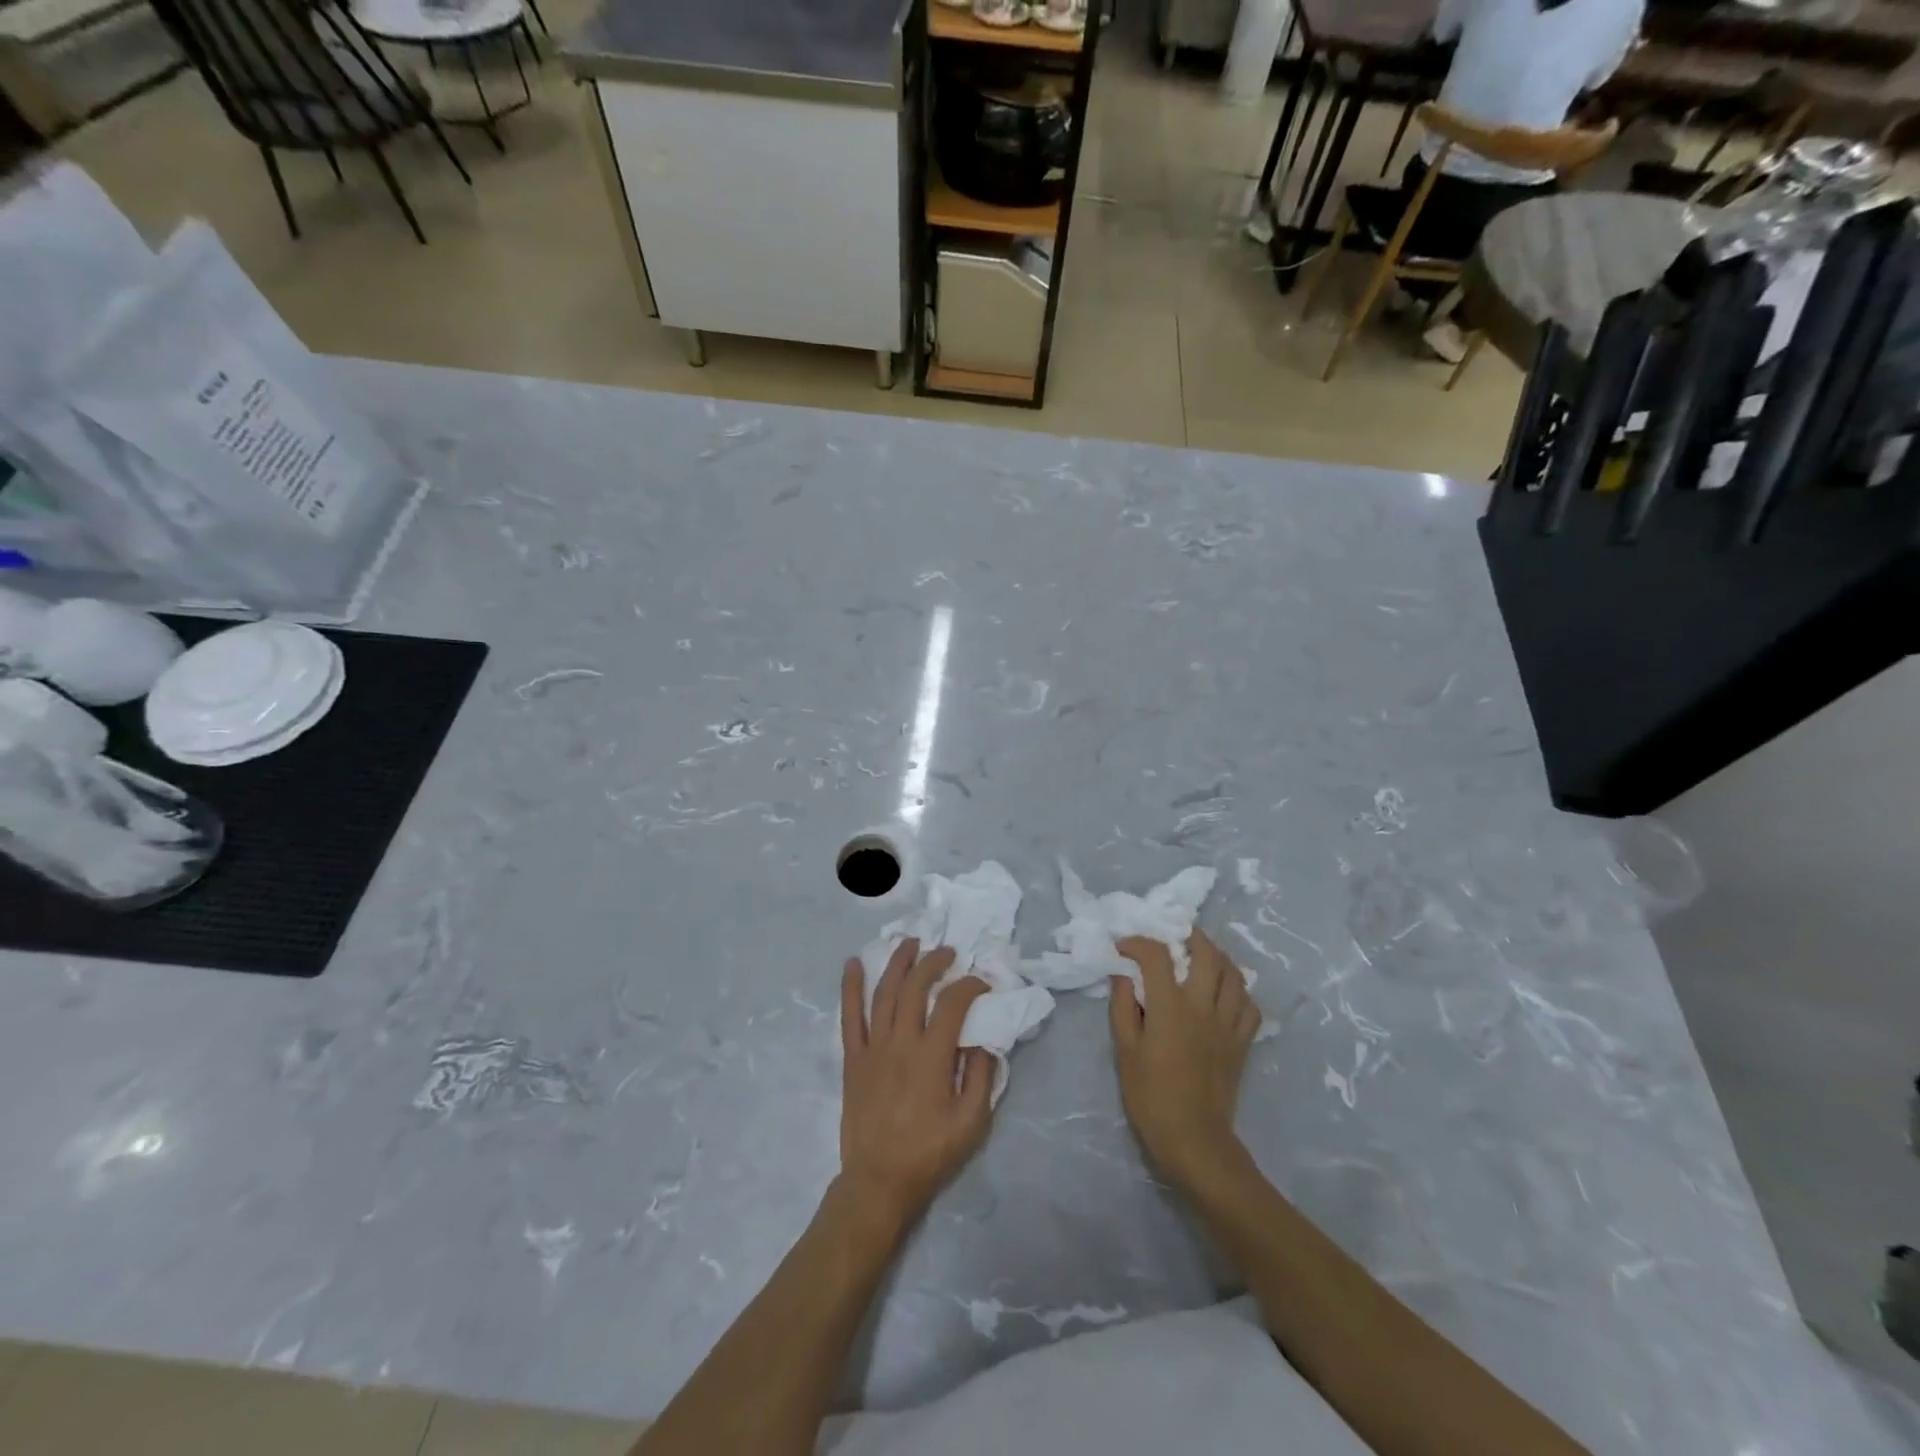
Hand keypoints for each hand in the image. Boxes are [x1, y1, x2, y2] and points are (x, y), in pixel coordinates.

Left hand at [839, 938, 994, 1227]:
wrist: (879, 1181)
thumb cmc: (929, 1153)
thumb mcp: (972, 1122)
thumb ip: (982, 1075)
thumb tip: (986, 1039)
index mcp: (931, 1056)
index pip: (952, 1004)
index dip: (969, 986)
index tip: (980, 983)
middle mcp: (900, 1042)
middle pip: (914, 988)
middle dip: (933, 962)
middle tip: (947, 952)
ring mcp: (872, 1048)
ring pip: (883, 993)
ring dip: (897, 963)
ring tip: (910, 943)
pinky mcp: (853, 1059)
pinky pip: (849, 1016)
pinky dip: (850, 988)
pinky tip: (852, 964)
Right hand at [1109, 930, 1260, 1191]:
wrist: (1195, 1142)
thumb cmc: (1151, 1098)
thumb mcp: (1125, 1052)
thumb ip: (1123, 1007)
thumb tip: (1122, 974)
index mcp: (1170, 1007)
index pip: (1157, 956)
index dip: (1138, 943)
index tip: (1124, 947)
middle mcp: (1203, 1007)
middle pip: (1207, 953)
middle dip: (1189, 936)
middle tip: (1173, 936)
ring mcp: (1228, 1024)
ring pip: (1234, 975)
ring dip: (1217, 957)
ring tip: (1201, 956)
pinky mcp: (1242, 1043)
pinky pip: (1249, 1006)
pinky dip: (1238, 991)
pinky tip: (1224, 994)